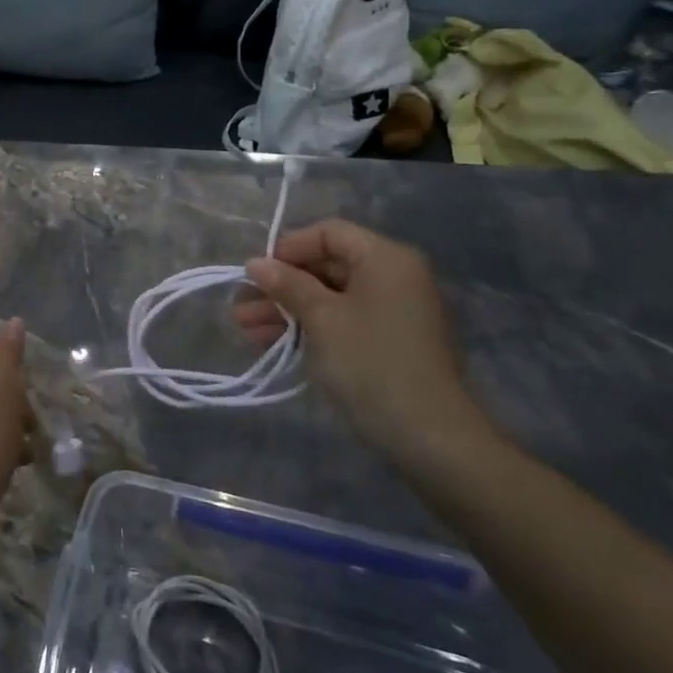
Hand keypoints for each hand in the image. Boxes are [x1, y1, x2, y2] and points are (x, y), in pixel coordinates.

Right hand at [234, 221, 493, 468]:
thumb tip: (256, 263)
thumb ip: (287, 284)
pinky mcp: (390, 344)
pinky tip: (274, 343)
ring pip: (330, 298)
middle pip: (327, 266)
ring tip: (246, 329)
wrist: (430, 438)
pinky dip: (310, 328)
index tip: (256, 273)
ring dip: (288, 310)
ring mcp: (394, 313)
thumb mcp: (321, 318)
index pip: (329, 234)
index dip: (288, 248)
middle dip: (281, 285)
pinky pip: (343, 322)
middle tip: (241, 306)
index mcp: (385, 259)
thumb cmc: (371, 363)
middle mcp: (394, 278)